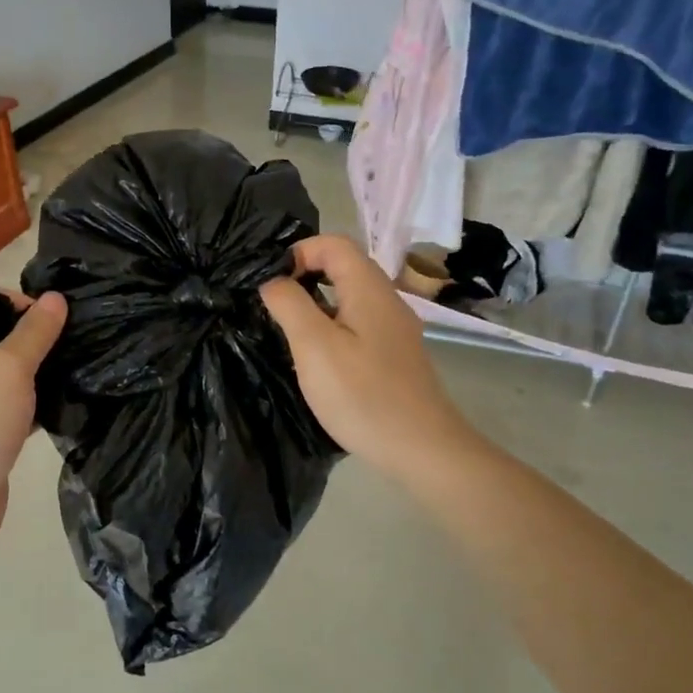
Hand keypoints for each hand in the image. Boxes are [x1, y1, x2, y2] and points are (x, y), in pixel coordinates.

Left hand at [0, 292, 67, 554]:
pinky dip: (36, 405)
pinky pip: (13, 409)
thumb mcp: (8, 369)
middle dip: (35, 339)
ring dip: (40, 373)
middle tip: (78, 339)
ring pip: (8, 377)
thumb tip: (56, 297)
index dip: (16, 303)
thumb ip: (35, 333)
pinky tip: (70, 402)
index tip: (55, 315)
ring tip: (81, 366)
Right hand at [260, 235, 474, 481]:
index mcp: (369, 288)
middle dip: (305, 277)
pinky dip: (334, 327)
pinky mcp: (395, 355)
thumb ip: (289, 304)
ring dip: (317, 305)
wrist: (421, 448)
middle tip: (275, 307)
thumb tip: (272, 279)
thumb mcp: (314, 346)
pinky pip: (359, 324)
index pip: (334, 243)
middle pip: (344, 267)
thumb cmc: (362, 395)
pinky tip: (320, 359)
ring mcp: (395, 329)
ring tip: (290, 334)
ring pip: (351, 298)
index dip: (298, 252)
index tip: (272, 284)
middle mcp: (387, 300)